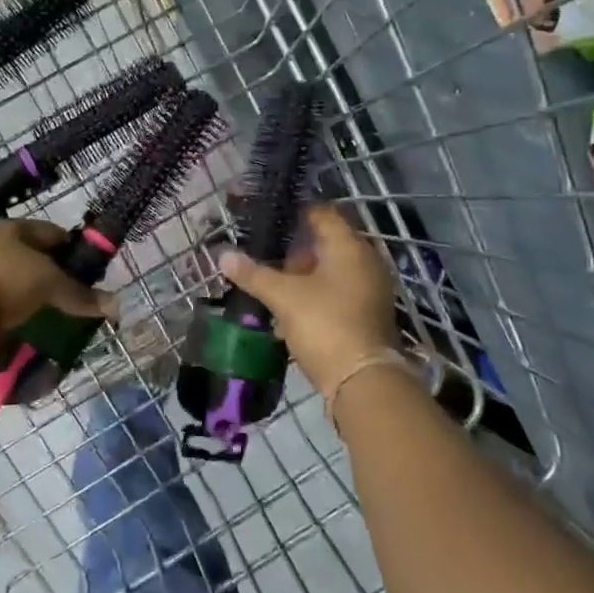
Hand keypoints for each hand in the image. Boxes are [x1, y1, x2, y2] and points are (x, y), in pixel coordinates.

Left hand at [0, 221, 116, 336]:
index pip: (49, 232)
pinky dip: (11, 308)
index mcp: (8, 228)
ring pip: (11, 277)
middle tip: (68, 291)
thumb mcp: (50, 284)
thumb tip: (116, 306)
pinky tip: (23, 321)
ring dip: (28, 292)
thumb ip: (80, 294)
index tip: (87, 268)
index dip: (71, 248)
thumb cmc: (7, 282)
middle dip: (49, 272)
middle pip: (28, 255)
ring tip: (49, 310)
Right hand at [219, 204, 399, 397]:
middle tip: (267, 255)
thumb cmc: (324, 324)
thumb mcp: (283, 297)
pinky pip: (338, 292)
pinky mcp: (368, 313)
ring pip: (332, 270)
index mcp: (349, 246)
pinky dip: (317, 294)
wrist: (362, 380)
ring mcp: (370, 288)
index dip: (296, 212)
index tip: (270, 217)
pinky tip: (291, 309)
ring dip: (305, 275)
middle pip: (328, 242)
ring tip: (274, 284)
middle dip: (297, 248)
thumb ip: (254, 273)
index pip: (323, 213)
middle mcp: (366, 261)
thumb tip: (223, 255)